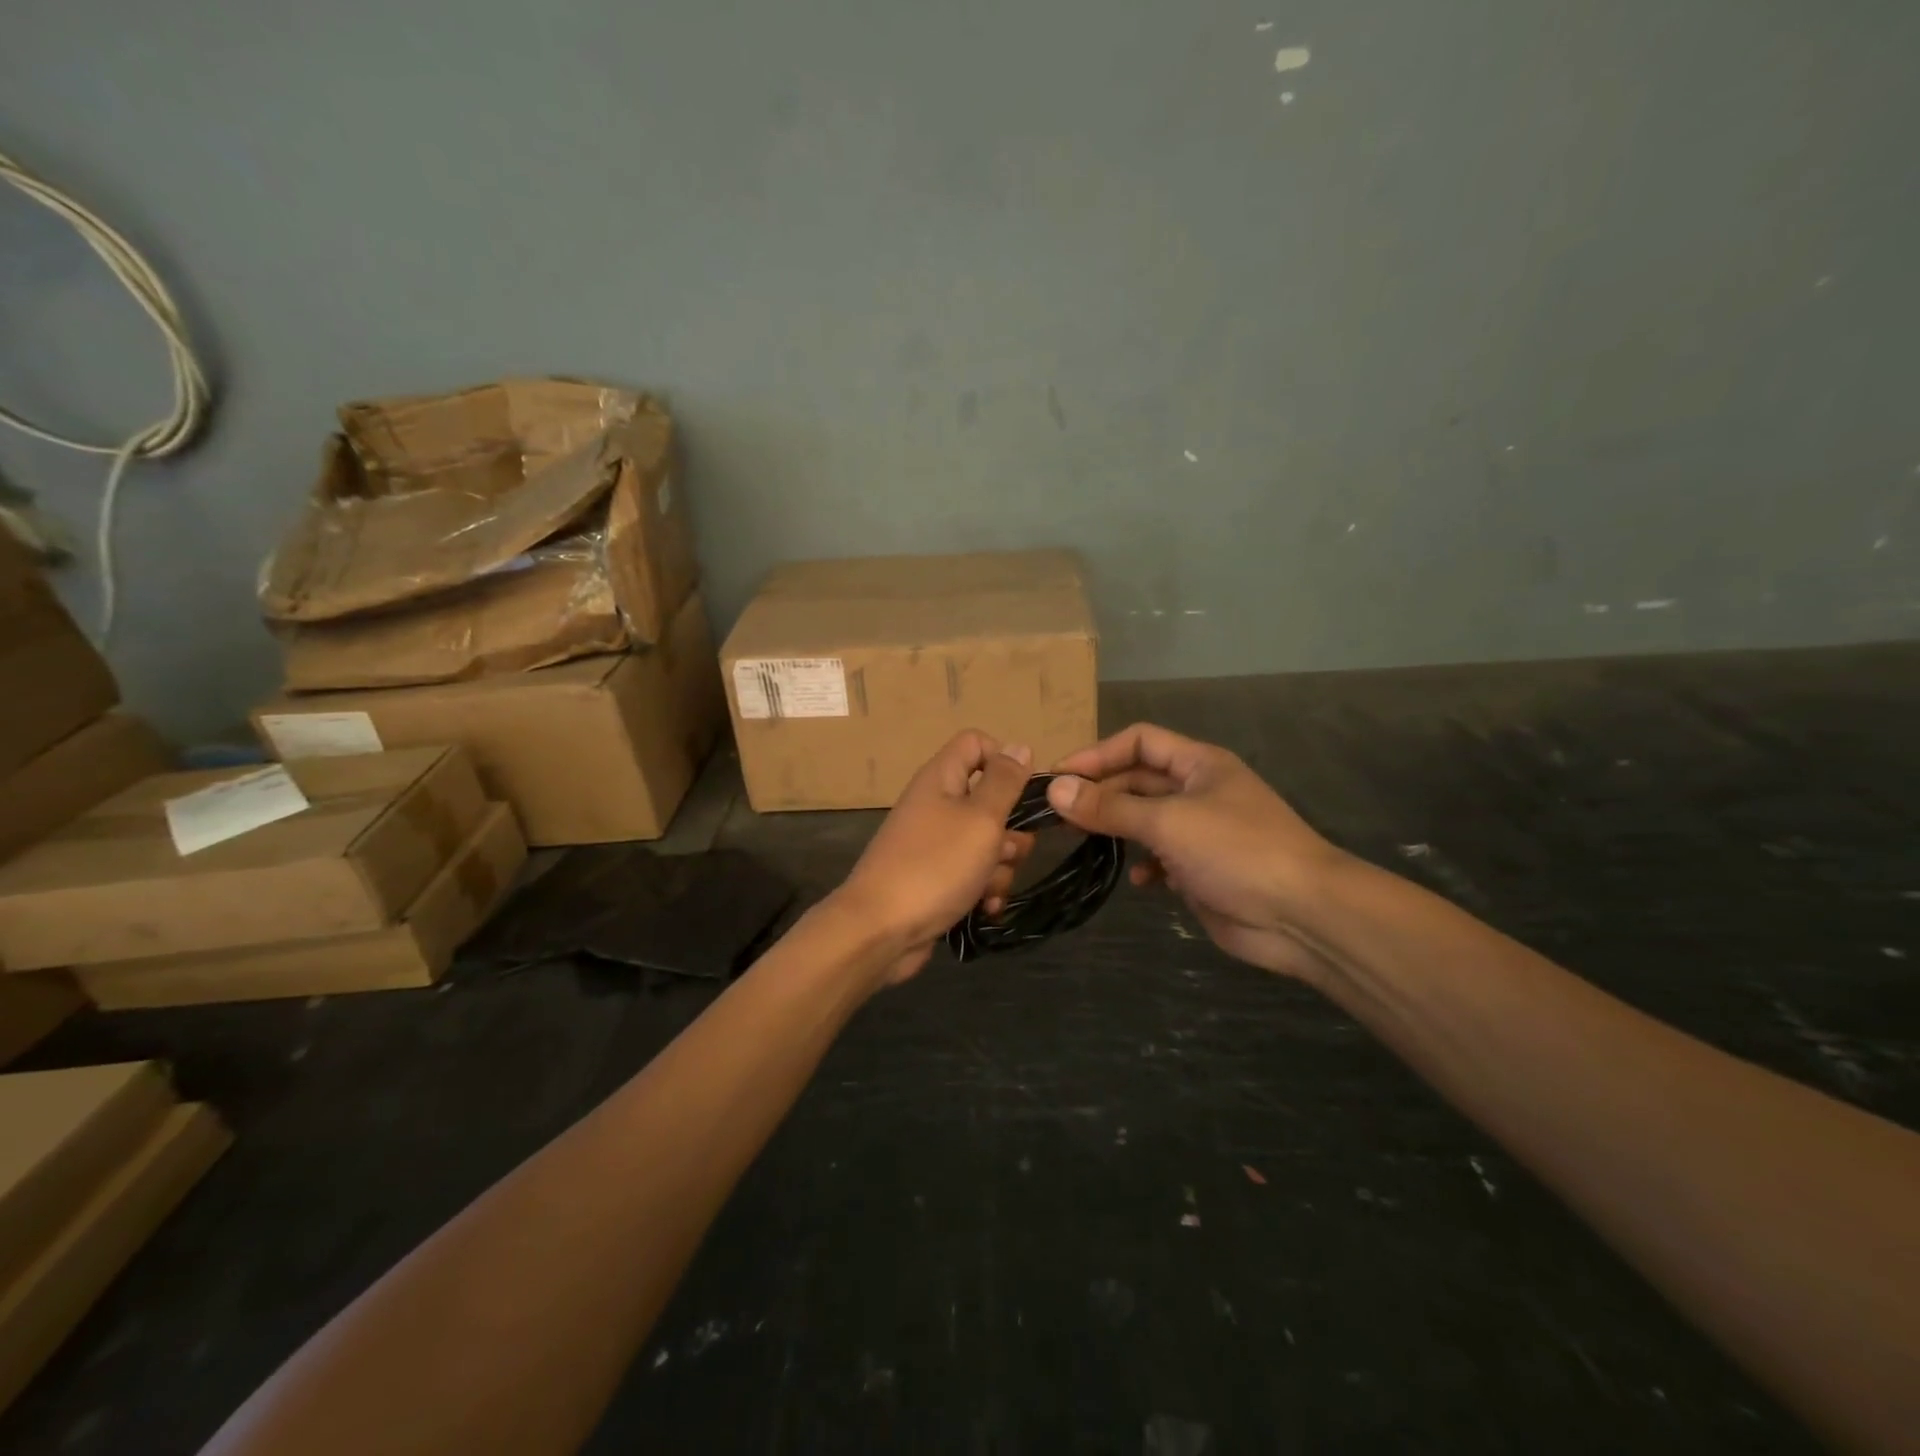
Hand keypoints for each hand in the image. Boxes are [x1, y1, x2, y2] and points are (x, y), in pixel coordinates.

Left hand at [833, 731, 1036, 986]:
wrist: (880, 931)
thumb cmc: (935, 865)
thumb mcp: (980, 818)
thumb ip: (1004, 782)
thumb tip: (1019, 747)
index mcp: (941, 779)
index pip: (976, 743)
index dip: (1003, 760)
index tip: (1023, 790)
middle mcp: (937, 806)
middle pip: (991, 800)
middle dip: (1010, 830)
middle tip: (1005, 851)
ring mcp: (935, 845)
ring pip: (988, 843)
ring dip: (1000, 868)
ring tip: (987, 889)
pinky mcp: (937, 879)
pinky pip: (974, 875)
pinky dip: (983, 890)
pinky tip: (984, 909)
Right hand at [1047, 723, 1347, 979]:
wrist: (1302, 915)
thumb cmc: (1236, 850)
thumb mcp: (1167, 822)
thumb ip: (1109, 807)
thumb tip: (1054, 789)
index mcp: (1199, 764)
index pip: (1139, 741)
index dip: (1098, 754)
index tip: (1059, 777)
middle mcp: (1198, 791)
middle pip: (1137, 781)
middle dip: (1100, 794)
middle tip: (1058, 815)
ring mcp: (1201, 832)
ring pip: (1145, 820)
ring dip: (1117, 829)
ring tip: (1084, 842)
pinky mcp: (1201, 869)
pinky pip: (1160, 857)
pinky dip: (1145, 865)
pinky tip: (1139, 881)